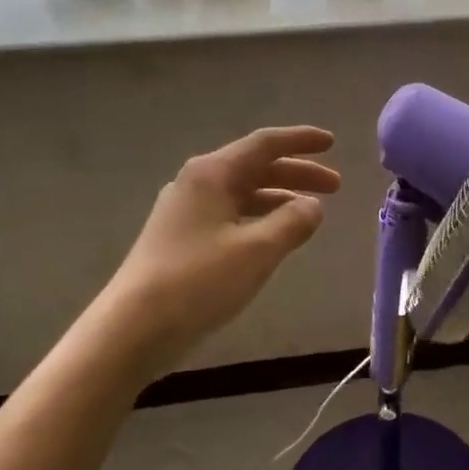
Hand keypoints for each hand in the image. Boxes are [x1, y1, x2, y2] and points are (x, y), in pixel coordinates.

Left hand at [106, 126, 340, 357]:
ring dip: (279, 198)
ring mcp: (185, 212)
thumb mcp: (257, 250)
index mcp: (212, 174)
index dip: (301, 141)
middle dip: (297, 174)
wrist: (132, 328)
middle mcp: (196, 183)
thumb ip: (292, 222)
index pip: (265, 144)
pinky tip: (274, 237)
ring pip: (243, 193)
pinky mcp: (180, 239)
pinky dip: (259, 218)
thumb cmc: (198, 281)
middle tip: (336, 187)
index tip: (332, 142)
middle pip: (255, 167)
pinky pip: (230, 215)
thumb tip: (313, 206)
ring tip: (311, 213)